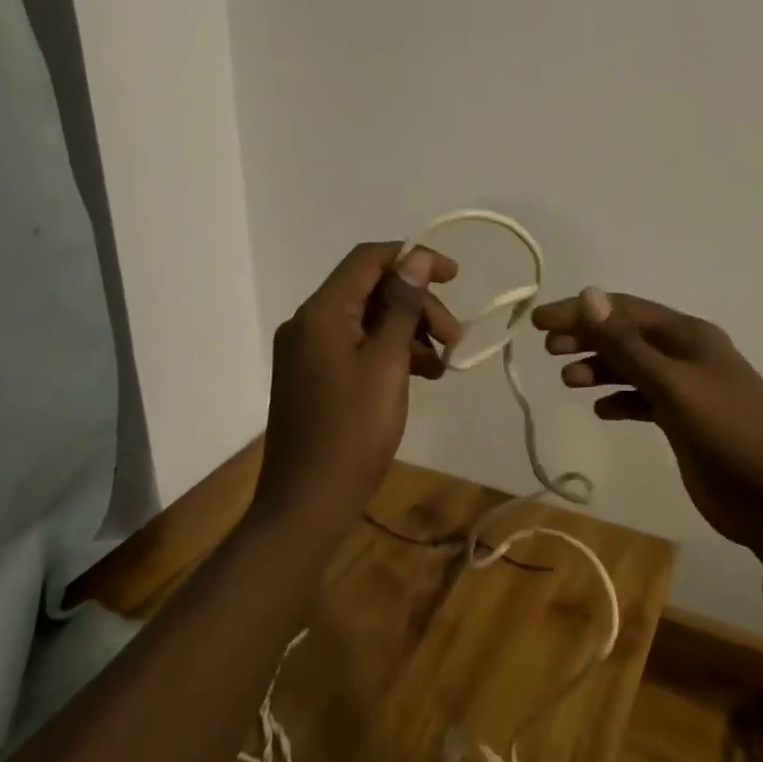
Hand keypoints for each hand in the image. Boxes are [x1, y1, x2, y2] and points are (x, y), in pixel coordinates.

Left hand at [258, 241, 460, 517]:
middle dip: (417, 306)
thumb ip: (401, 307)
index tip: (455, 277)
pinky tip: (421, 376)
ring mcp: (307, 352)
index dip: (414, 258)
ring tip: (442, 365)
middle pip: (370, 291)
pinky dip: (390, 354)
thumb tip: (415, 258)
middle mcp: (308, 323)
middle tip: (454, 337)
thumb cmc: (353, 432)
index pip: (368, 259)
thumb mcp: (386, 364)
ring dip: (408, 332)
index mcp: (321, 313)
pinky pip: (356, 348)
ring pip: (367, 321)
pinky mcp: (313, 377)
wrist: (308, 503)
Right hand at [532, 289, 762, 562]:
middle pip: (626, 336)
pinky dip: (620, 401)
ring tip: (569, 381)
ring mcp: (687, 390)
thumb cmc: (728, 433)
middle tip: (548, 350)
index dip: (581, 312)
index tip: (539, 322)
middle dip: (587, 338)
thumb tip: (589, 294)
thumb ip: (628, 344)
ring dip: (600, 369)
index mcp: (689, 336)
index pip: (624, 310)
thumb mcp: (673, 385)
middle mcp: (687, 355)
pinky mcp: (684, 422)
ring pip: (632, 368)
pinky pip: (643, 401)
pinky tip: (601, 411)